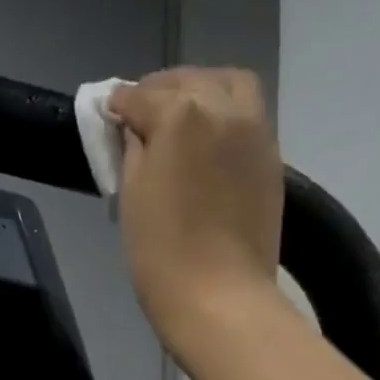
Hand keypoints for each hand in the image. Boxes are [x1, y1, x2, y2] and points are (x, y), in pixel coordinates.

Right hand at [105, 67, 283, 347]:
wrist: (219, 299)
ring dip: (201, 92)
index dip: (118, 107)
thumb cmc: (161, 256)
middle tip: (140, 117)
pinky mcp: (271, 157)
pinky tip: (208, 142)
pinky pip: (248, 115)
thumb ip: (132, 151)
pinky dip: (225, 114)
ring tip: (182, 119)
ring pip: (227, 85)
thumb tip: (135, 130)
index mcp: (181, 114)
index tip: (108, 117)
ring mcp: (255, 130)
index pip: (139, 97)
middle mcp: (223, 107)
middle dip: (160, 92)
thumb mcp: (131, 198)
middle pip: (187, 81)